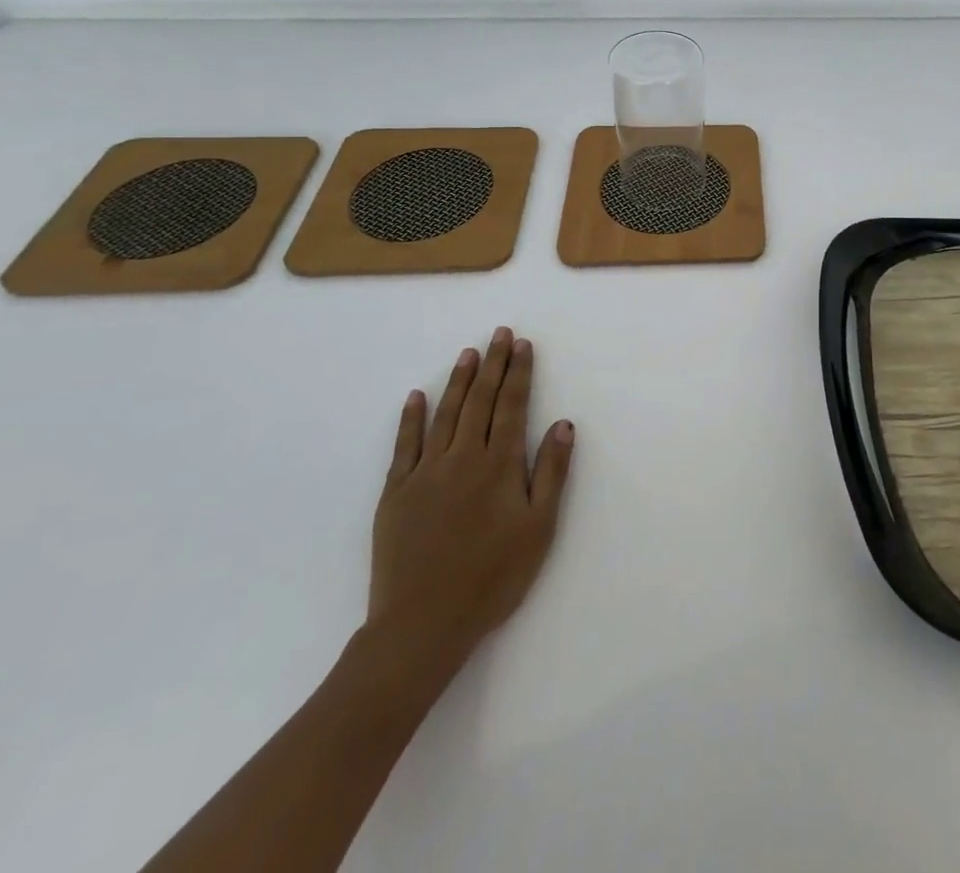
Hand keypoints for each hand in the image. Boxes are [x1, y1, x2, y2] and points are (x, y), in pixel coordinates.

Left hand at [367, 328, 574, 670]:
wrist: (421, 625)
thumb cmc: (492, 578)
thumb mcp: (538, 529)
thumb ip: (550, 473)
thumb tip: (563, 424)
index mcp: (498, 465)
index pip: (511, 406)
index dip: (519, 373)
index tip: (523, 345)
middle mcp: (462, 458)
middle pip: (479, 401)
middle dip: (492, 365)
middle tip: (499, 334)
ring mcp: (425, 473)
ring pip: (444, 415)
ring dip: (458, 381)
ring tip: (468, 353)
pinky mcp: (396, 493)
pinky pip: (404, 445)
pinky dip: (411, 418)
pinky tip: (416, 396)